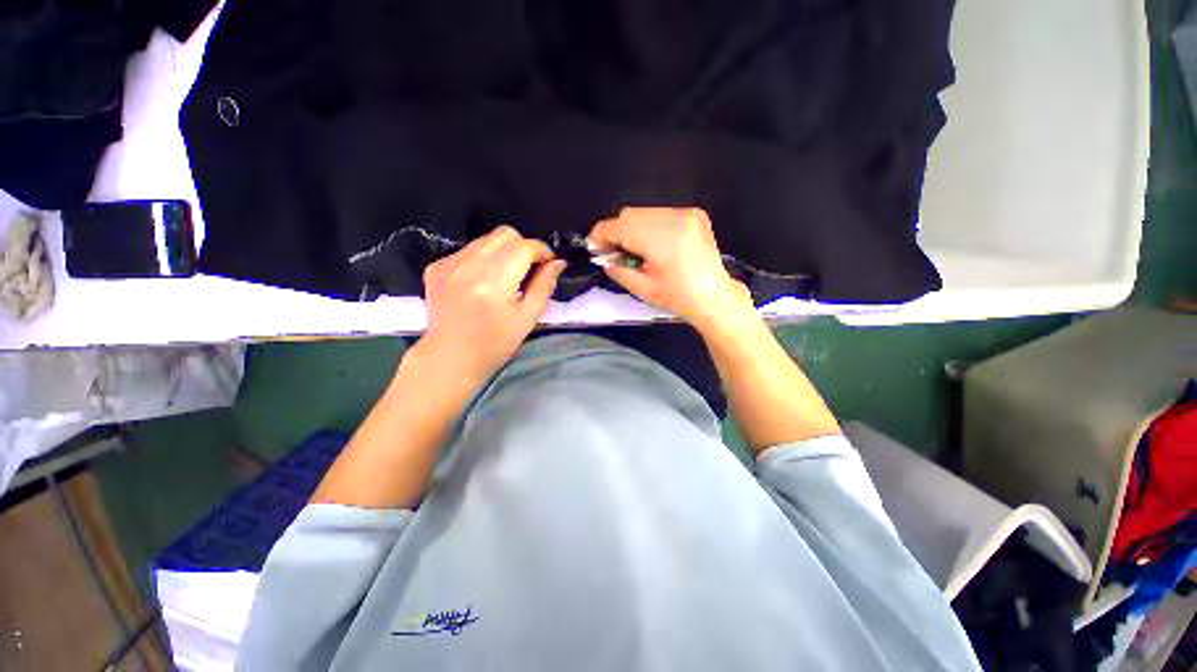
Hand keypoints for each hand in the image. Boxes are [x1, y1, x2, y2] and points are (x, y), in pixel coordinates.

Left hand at [419, 226, 565, 382]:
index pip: (524, 246)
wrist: (450, 359)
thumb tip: (558, 262)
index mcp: (493, 281)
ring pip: (485, 239)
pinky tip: (481, 282)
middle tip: (527, 270)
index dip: (542, 251)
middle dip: (523, 247)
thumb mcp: (527, 318)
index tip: (548, 264)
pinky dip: (482, 259)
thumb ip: (544, 286)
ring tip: (503, 278)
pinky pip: (468, 250)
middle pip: (504, 234)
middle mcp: (468, 266)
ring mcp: (448, 264)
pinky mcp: (436, 267)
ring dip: (502, 252)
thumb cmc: (495, 344)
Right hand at [587, 207, 752, 331]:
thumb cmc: (678, 298)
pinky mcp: (693, 214)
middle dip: (616, 232)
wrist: (714, 297)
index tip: (594, 249)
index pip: (619, 225)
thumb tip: (603, 258)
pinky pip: (659, 214)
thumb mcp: (642, 289)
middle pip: (630, 214)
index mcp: (662, 239)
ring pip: (643, 212)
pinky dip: (648, 227)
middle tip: (612, 253)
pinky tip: (651, 245)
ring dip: (631, 229)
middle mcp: (675, 218)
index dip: (601, 235)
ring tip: (633, 251)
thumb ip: (617, 270)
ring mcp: (686, 213)